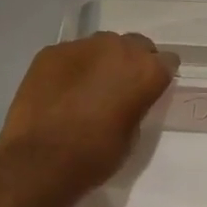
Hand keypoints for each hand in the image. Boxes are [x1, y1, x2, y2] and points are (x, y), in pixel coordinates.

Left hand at [0, 32, 176, 197]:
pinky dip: (72, 68)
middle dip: (132, 62)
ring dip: (102, 61)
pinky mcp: (50, 52)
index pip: (167, 61)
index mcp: (146, 71)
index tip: (151, 89)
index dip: (159, 76)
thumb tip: (128, 98)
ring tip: (89, 86)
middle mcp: (118, 48)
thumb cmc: (95, 156)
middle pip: (135, 44)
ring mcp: (81, 46)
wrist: (39, 162)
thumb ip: (136, 105)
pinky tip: (62, 90)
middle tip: (121, 86)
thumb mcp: (132, 135)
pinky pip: (71, 54)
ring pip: (102, 45)